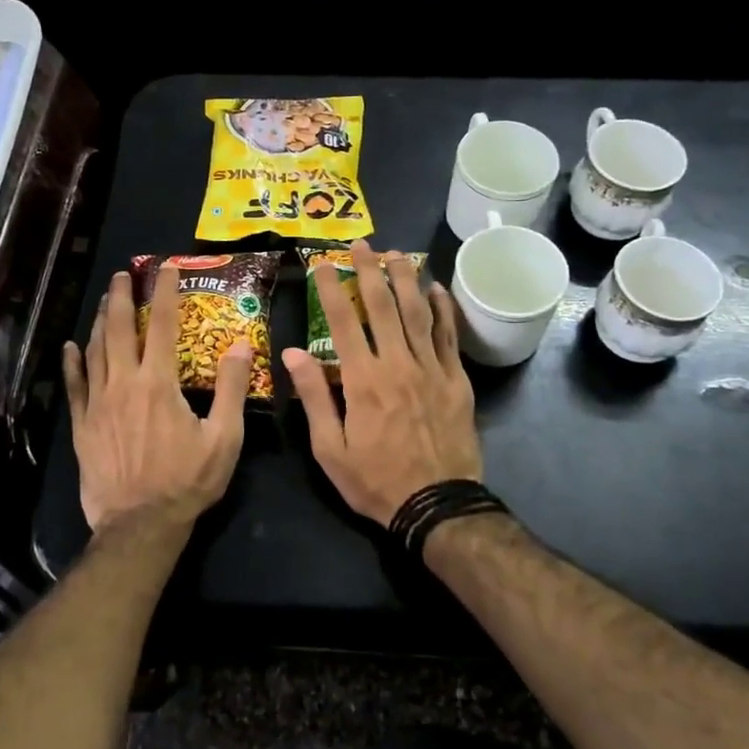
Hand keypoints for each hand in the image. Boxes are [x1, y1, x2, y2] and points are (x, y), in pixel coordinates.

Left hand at [63, 266, 252, 533]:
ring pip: (96, 351)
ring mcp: (98, 403)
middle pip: (120, 329)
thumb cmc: (187, 481)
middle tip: (123, 274)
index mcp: (159, 383)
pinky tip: (70, 347)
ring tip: (104, 300)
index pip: (164, 325)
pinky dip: (72, 363)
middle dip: (122, 297)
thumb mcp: (224, 438)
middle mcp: (124, 383)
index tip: (165, 268)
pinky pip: (74, 386)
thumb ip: (231, 389)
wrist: (140, 524)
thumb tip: (240, 345)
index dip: (165, 293)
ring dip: (100, 321)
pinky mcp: (82, 425)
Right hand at [282, 241, 481, 525]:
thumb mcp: (330, 449)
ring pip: (418, 313)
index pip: (342, 322)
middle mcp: (398, 364)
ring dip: (407, 279)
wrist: (437, 505)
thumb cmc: (376, 480)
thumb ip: (314, 397)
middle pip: (383, 306)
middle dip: (370, 270)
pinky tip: (437, 289)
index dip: (332, 288)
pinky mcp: (456, 380)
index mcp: (363, 380)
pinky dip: (443, 309)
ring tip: (398, 253)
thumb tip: (292, 353)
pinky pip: (449, 335)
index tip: (323, 263)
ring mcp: (431, 369)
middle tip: (363, 243)